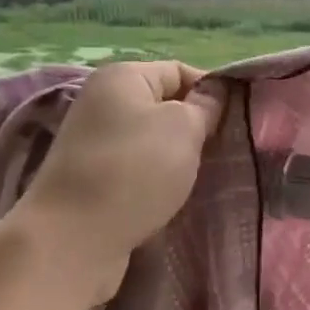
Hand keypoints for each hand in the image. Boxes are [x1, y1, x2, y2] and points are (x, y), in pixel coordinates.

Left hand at [15, 61, 223, 297]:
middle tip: (223, 152)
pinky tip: (172, 196)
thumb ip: (205, 106)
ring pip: (151, 140)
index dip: (211, 93)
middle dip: (195, 127)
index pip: (180, 71)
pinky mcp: (91, 178)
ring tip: (202, 177)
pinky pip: (135, 168)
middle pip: (164, 105)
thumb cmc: (134, 170)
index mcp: (122, 76)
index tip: (236, 123)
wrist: (73, 238)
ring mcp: (93, 141)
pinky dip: (155, 179)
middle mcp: (102, 101)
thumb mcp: (183, 129)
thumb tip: (213, 93)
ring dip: (177, 157)